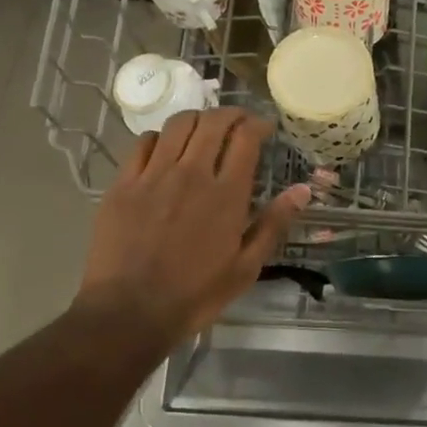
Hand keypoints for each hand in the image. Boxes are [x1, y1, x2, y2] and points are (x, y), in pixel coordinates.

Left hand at [77, 110, 309, 340]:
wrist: (129, 312)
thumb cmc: (196, 294)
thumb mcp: (246, 267)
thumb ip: (274, 224)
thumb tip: (303, 190)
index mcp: (227, 194)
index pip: (245, 139)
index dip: (258, 125)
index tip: (264, 127)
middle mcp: (191, 174)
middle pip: (212, 122)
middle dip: (231, 114)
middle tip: (239, 122)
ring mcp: (153, 176)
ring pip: (177, 125)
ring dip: (197, 119)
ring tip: (204, 130)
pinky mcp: (123, 184)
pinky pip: (142, 143)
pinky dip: (160, 137)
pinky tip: (166, 149)